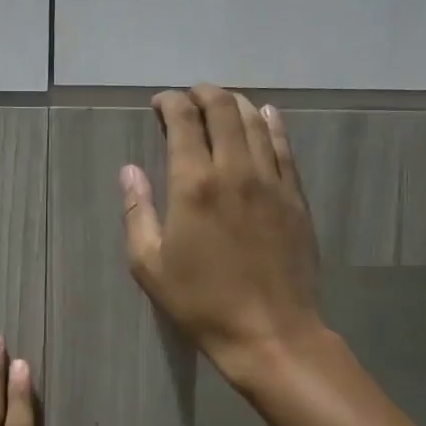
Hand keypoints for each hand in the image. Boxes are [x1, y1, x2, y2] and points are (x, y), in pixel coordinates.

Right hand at [122, 85, 323, 385]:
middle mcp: (235, 171)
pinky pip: (285, 148)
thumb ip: (137, 211)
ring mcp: (271, 181)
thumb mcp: (149, 264)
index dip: (170, 103)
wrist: (269, 332)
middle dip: (204, 94)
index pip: (184, 122)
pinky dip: (272, 125)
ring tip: (222, 101)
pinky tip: (266, 115)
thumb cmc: (200, 302)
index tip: (160, 102)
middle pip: (223, 110)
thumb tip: (130, 171)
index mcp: (194, 185)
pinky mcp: (295, 197)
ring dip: (236, 103)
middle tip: (190, 95)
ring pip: (256, 122)